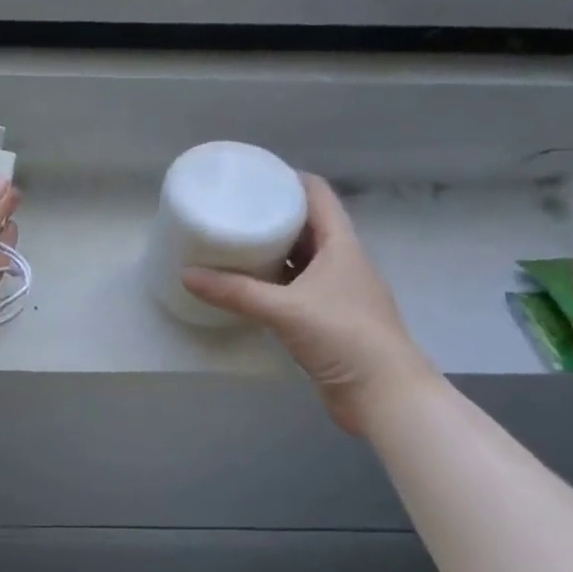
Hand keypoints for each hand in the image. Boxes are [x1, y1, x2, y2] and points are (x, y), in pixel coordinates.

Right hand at [183, 174, 434, 433]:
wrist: (385, 396)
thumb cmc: (344, 336)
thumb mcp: (284, 309)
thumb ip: (235, 292)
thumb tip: (186, 275)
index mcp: (341, 245)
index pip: (318, 194)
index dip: (288, 178)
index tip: (253, 175)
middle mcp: (341, 262)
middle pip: (306, 224)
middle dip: (272, 214)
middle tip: (232, 209)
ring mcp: (336, 292)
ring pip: (300, 259)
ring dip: (271, 250)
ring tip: (232, 242)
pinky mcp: (327, 320)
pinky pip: (294, 289)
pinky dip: (272, 283)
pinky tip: (245, 287)